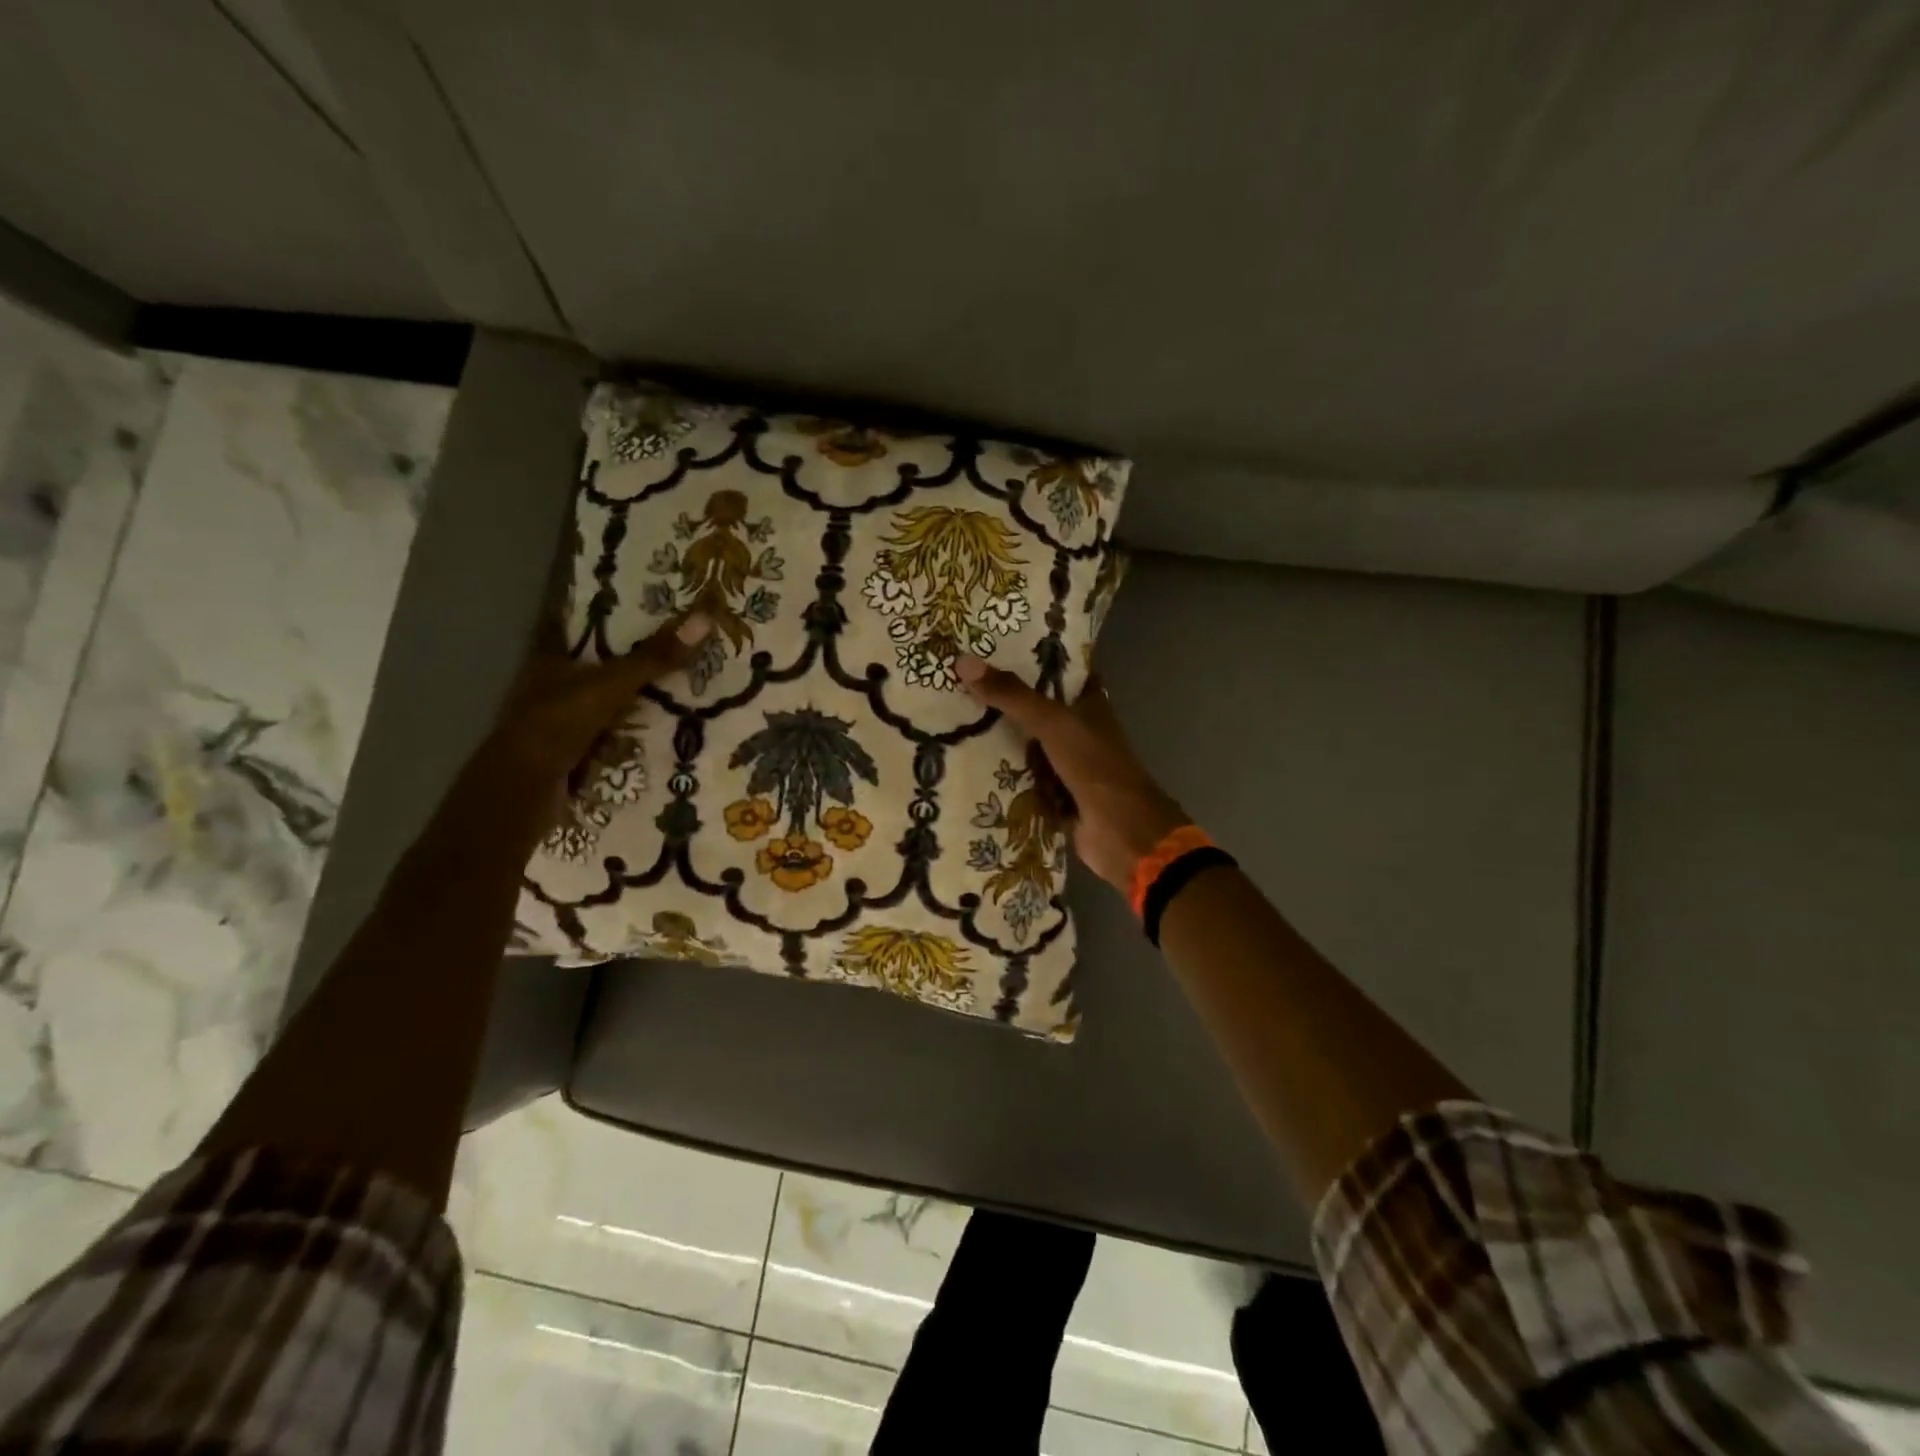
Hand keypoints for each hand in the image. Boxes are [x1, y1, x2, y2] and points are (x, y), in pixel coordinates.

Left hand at [492, 612, 712, 786]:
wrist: (524, 788)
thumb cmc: (559, 723)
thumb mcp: (612, 685)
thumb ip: (654, 658)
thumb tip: (704, 618)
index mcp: (548, 659)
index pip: (575, 624)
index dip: (603, 613)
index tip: (640, 604)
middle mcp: (548, 685)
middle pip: (593, 664)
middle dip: (628, 660)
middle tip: (675, 648)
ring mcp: (557, 721)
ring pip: (601, 700)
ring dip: (632, 699)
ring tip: (679, 689)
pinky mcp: (568, 752)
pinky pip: (607, 734)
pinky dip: (629, 733)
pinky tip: (660, 732)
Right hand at [954, 654, 1187, 891]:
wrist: (1121, 833)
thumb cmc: (1095, 767)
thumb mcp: (1053, 723)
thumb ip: (1012, 696)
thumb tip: (962, 661)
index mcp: (1089, 705)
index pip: (1058, 672)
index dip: (1030, 658)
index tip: (989, 647)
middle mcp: (1078, 731)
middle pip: (1035, 709)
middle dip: (1002, 699)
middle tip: (954, 683)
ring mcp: (1065, 765)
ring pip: (1025, 744)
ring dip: (995, 737)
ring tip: (948, 717)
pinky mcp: (1052, 796)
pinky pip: (1020, 778)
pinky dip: (998, 774)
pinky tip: (962, 762)